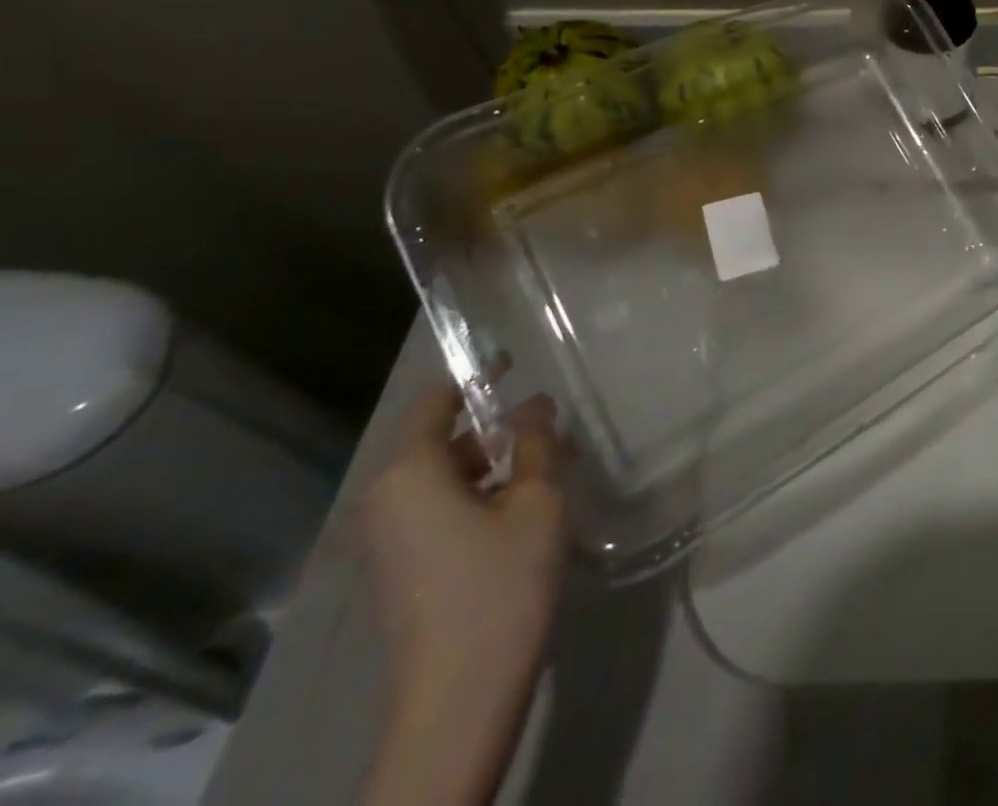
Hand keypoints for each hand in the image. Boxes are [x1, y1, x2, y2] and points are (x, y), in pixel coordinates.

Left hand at [361, 386, 565, 704]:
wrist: (460, 697)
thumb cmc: (500, 582)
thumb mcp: (537, 500)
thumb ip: (536, 443)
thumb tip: (534, 406)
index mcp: (408, 474)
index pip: (434, 402)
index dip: (474, 376)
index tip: (514, 360)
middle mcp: (385, 501)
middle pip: (439, 440)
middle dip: (494, 426)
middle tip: (551, 422)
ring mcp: (389, 539)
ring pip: (443, 476)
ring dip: (493, 461)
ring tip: (551, 461)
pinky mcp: (403, 568)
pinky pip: (439, 507)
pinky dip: (480, 492)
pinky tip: (527, 504)